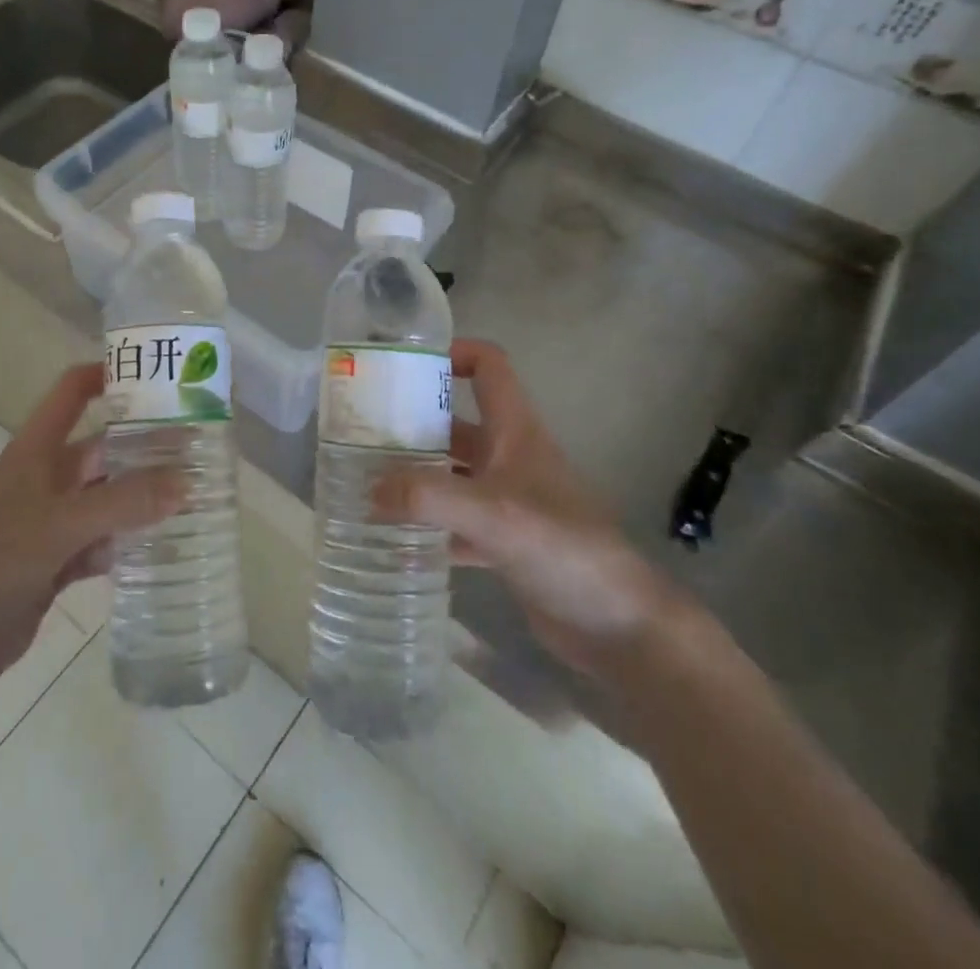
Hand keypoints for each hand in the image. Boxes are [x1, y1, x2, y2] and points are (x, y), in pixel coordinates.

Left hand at [0, 364, 180, 691]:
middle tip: (200, 446)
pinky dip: (128, 540)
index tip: (157, 376)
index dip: (106, 374)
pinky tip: (163, 543)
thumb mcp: (60, 524)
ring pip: (108, 496)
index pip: (72, 393)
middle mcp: (48, 478)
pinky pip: (104, 539)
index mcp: (37, 451)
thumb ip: (123, 502)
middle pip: (103, 448)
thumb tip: (186, 481)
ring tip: (197, 491)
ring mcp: (54, 520)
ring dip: (143, 495)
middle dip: (145, 445)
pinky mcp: (59, 559)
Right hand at [376, 339, 683, 679]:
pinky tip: (394, 536)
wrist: (618, 626)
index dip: (453, 353)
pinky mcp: (504, 542)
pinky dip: (427, 525)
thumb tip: (369, 490)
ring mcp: (508, 501)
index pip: (489, 367)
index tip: (404, 367)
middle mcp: (510, 457)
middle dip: (413, 423)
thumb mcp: (493, 514)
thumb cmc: (563, 548)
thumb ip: (428, 497)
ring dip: (415, 476)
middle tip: (361, 432)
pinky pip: (455, 522)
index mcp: (516, 431)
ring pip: (452, 473)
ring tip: (366, 481)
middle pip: (457, 422)